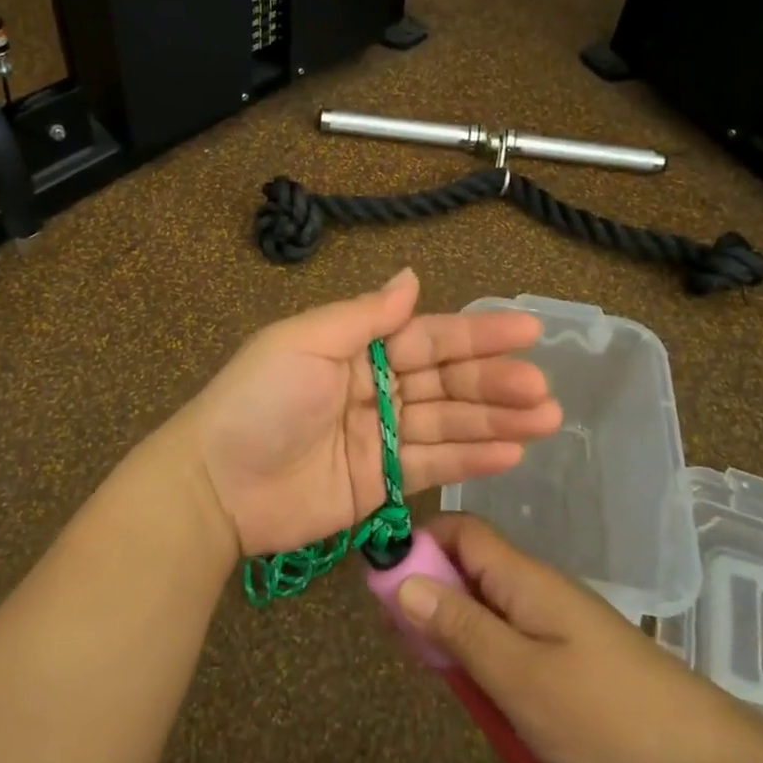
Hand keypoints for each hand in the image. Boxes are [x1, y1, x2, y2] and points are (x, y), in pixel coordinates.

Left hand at [167, 269, 561, 556]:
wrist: (215, 485)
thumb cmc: (259, 400)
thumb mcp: (305, 343)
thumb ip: (365, 316)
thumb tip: (411, 277)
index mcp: (357, 349)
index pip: (428, 338)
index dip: (477, 335)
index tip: (528, 331)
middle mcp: (375, 389)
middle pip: (446, 382)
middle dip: (495, 383)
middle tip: (543, 389)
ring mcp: (380, 438)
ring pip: (448, 424)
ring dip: (496, 421)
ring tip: (546, 419)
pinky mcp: (381, 484)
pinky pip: (432, 466)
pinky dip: (471, 459)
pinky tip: (512, 452)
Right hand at [393, 513, 762, 762]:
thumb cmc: (605, 717)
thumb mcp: (519, 678)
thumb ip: (459, 628)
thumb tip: (402, 579)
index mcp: (523, 577)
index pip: (460, 529)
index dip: (418, 543)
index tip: (383, 585)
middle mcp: (536, 585)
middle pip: (468, 564)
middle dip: (429, 591)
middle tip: (402, 642)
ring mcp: (554, 617)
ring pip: (486, 601)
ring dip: (454, 627)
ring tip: (435, 671)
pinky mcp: (568, 650)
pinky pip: (509, 631)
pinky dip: (483, 650)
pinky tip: (480, 689)